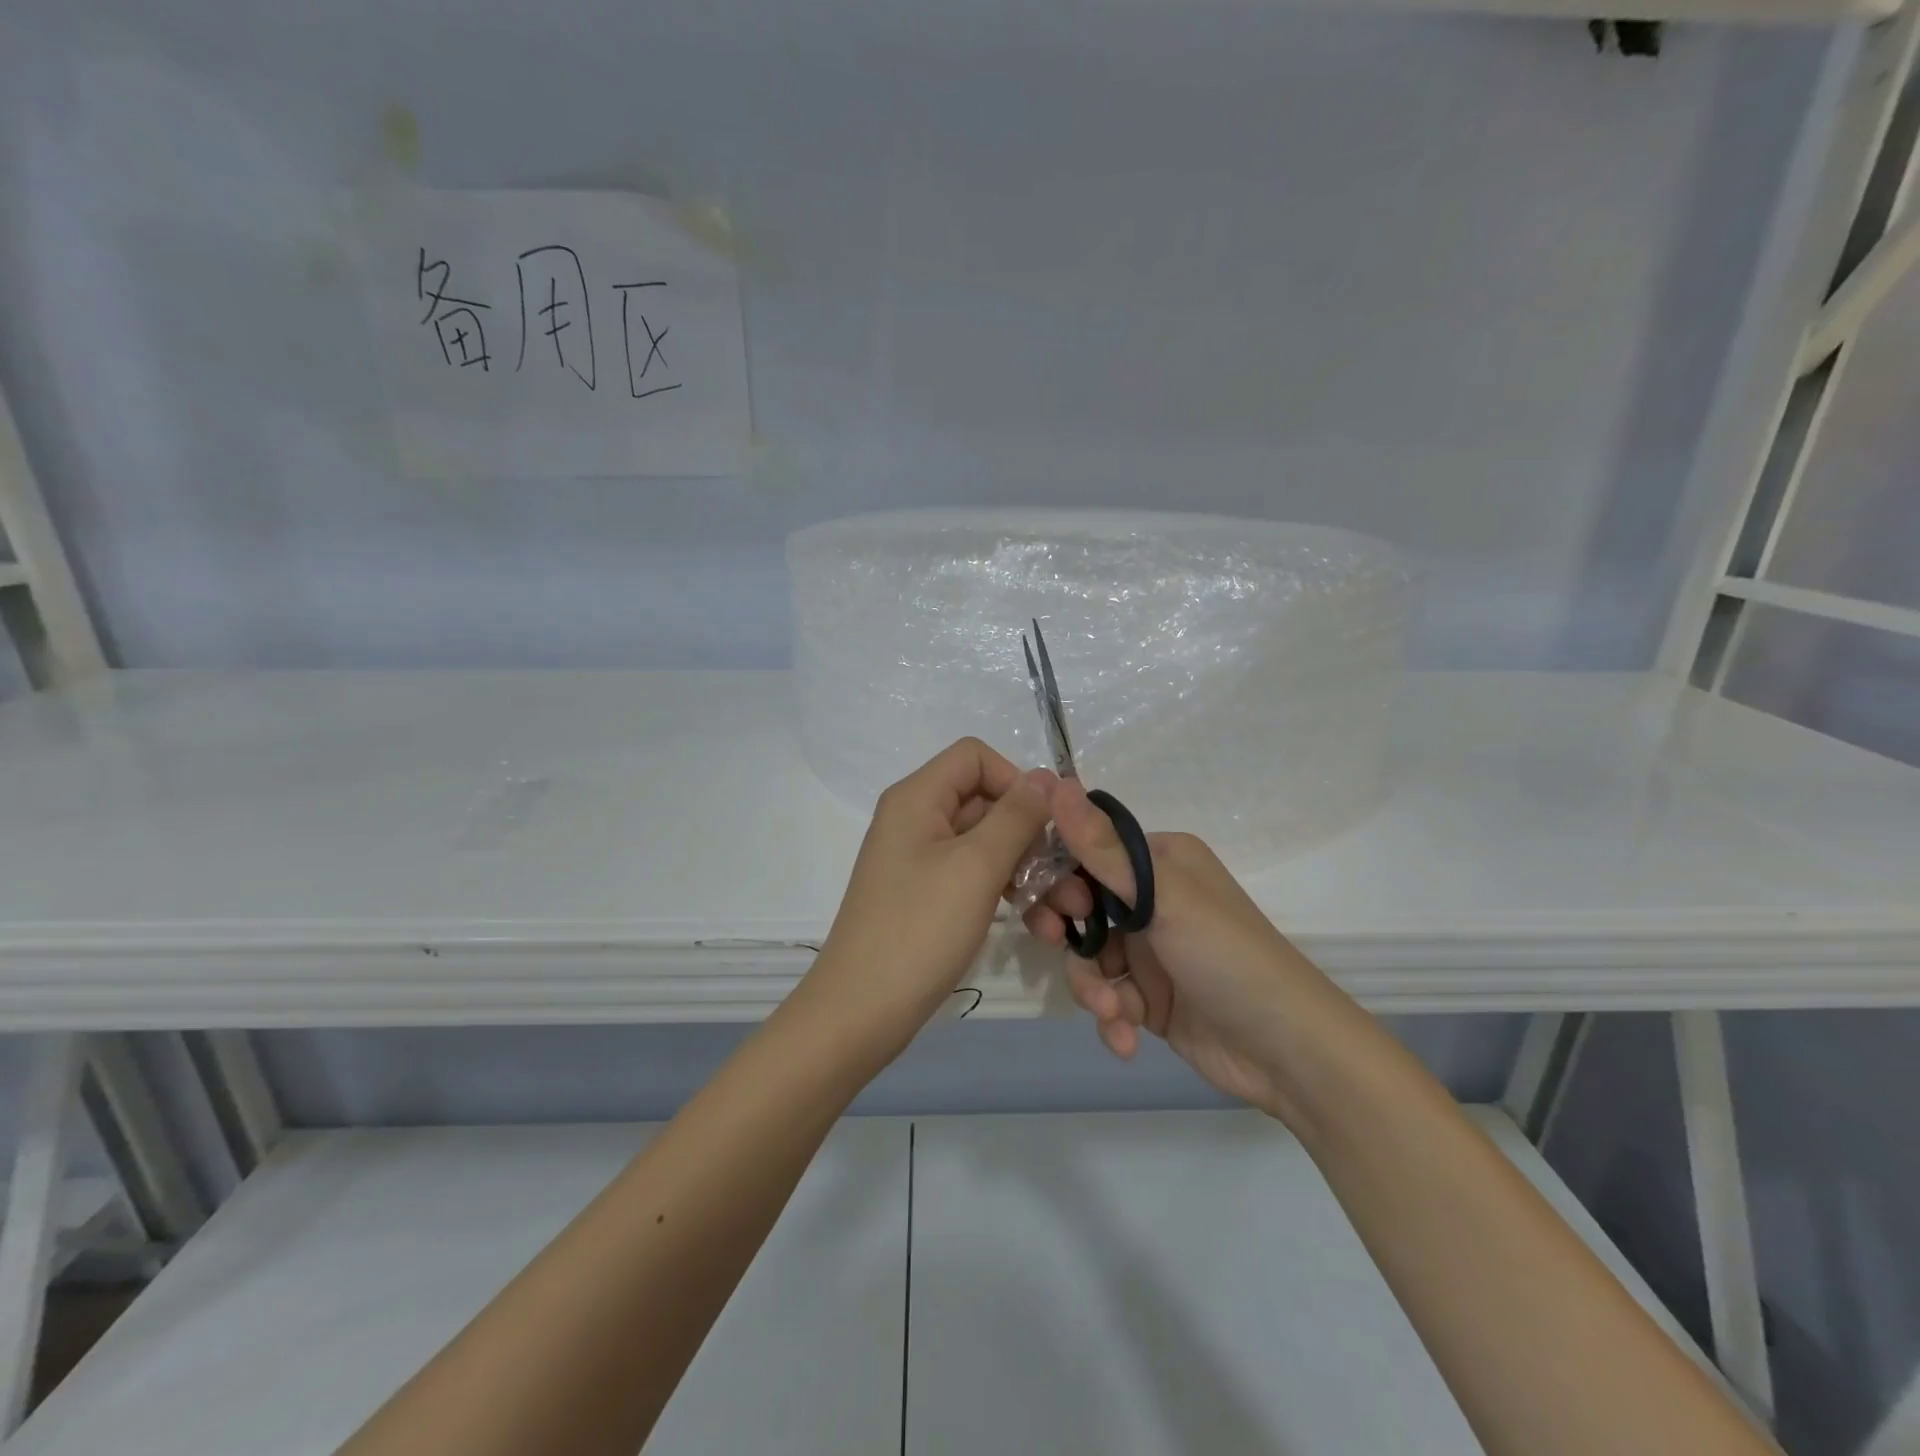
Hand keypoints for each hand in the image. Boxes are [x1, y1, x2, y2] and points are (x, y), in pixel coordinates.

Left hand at [803, 739, 1054, 1063]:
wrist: (861, 1011)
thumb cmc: (919, 929)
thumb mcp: (976, 867)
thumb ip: (1016, 816)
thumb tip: (1045, 776)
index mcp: (918, 798)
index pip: (975, 757)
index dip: (1016, 781)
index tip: (1048, 824)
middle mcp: (917, 820)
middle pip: (987, 803)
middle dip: (1034, 838)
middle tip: (1073, 881)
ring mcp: (920, 861)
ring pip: (988, 847)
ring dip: (1031, 874)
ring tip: (1068, 915)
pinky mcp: (927, 897)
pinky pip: (975, 879)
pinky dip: (1008, 896)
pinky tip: (1042, 928)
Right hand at [1022, 780, 1340, 1120]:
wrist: (1288, 1051)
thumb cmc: (1226, 955)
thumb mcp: (1162, 897)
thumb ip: (1101, 847)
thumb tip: (1053, 781)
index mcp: (1158, 862)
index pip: (1087, 852)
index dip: (1058, 875)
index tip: (1053, 902)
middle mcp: (1151, 900)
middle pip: (1079, 906)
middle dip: (1067, 934)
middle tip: (1059, 946)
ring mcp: (1149, 951)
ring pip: (1088, 958)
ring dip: (1093, 988)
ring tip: (1113, 1012)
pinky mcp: (1149, 997)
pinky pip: (1107, 997)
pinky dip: (1112, 1019)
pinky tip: (1127, 1039)